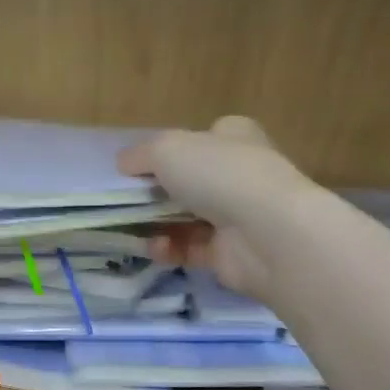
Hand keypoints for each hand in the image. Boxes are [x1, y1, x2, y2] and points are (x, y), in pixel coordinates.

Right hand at [118, 116, 309, 303]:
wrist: (265, 233)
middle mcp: (238, 173)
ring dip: (156, 224)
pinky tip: (158, 248)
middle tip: (127, 202)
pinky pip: (189, 248)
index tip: (139, 167)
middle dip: (156, 193)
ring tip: (135, 230)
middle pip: (188, 181)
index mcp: (233, 138)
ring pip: (184, 218)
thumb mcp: (166, 149)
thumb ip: (139, 155)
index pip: (201, 138)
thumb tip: (123, 164)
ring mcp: (237, 215)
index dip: (169, 150)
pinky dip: (169, 249)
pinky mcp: (229, 252)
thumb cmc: (218, 175)